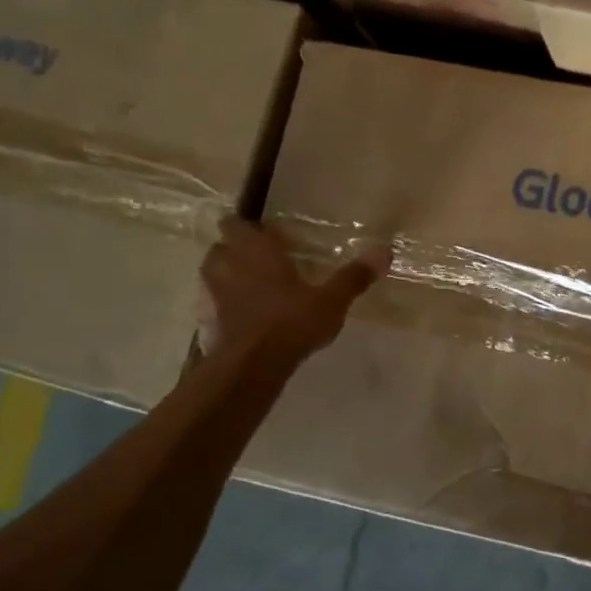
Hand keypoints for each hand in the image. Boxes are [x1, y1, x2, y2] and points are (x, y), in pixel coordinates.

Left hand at [197, 217, 387, 357]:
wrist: (251, 366)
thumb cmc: (291, 322)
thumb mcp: (331, 300)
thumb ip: (353, 276)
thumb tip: (384, 250)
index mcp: (254, 251)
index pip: (236, 223)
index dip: (247, 226)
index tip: (265, 233)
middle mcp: (227, 265)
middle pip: (221, 247)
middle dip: (237, 250)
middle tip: (262, 260)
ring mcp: (211, 294)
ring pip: (214, 275)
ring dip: (228, 277)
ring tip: (253, 288)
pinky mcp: (206, 321)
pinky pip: (212, 305)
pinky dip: (224, 306)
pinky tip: (244, 318)